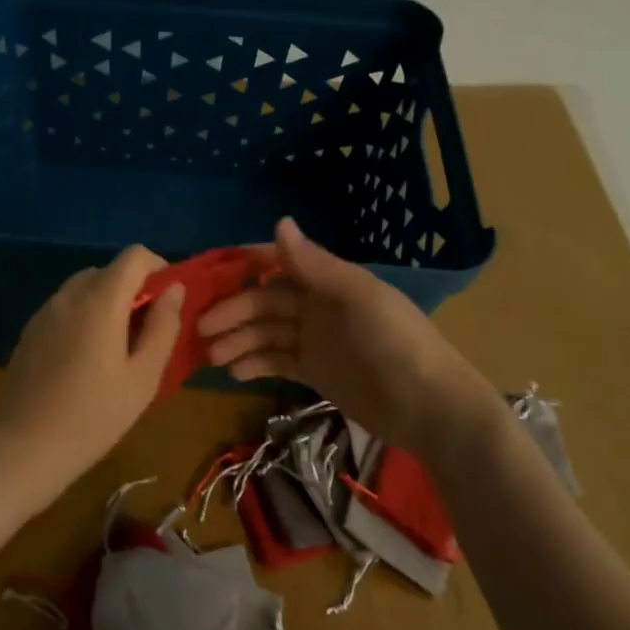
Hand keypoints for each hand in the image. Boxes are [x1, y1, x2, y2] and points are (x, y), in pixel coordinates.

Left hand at [0, 245, 184, 500]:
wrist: (25, 446)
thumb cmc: (94, 416)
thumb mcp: (143, 377)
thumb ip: (163, 327)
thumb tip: (174, 290)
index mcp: (99, 301)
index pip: (134, 256)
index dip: (158, 268)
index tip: (169, 301)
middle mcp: (68, 296)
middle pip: (108, 271)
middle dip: (134, 290)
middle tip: (148, 331)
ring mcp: (44, 312)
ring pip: (84, 289)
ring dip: (108, 303)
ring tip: (118, 348)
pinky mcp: (30, 330)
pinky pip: (65, 308)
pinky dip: (84, 316)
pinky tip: (87, 359)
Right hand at [197, 218, 502, 466]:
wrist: (429, 407)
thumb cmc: (395, 344)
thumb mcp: (357, 298)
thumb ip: (314, 265)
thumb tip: (279, 222)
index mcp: (328, 281)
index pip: (278, 263)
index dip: (245, 266)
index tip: (208, 276)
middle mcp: (317, 306)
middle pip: (263, 302)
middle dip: (232, 312)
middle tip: (199, 328)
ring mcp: (315, 340)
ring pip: (264, 333)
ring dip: (237, 340)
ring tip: (211, 357)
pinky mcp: (314, 372)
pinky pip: (275, 361)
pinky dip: (254, 364)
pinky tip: (234, 373)